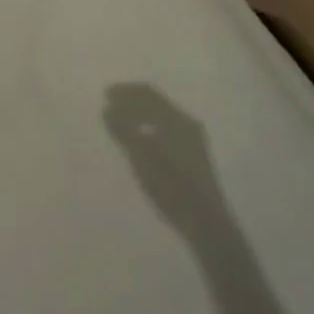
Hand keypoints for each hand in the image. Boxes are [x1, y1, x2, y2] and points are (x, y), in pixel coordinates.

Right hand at [102, 83, 218, 239]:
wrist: (207, 223)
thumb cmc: (172, 188)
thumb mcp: (142, 159)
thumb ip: (124, 131)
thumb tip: (108, 107)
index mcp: (177, 119)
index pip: (148, 93)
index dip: (125, 90)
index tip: (106, 95)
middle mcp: (187, 123)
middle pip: (156, 101)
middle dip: (133, 100)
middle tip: (111, 105)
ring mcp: (193, 139)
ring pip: (162, 115)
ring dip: (141, 113)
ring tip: (122, 121)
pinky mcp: (194, 155)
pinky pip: (167, 128)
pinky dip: (150, 126)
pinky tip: (141, 140)